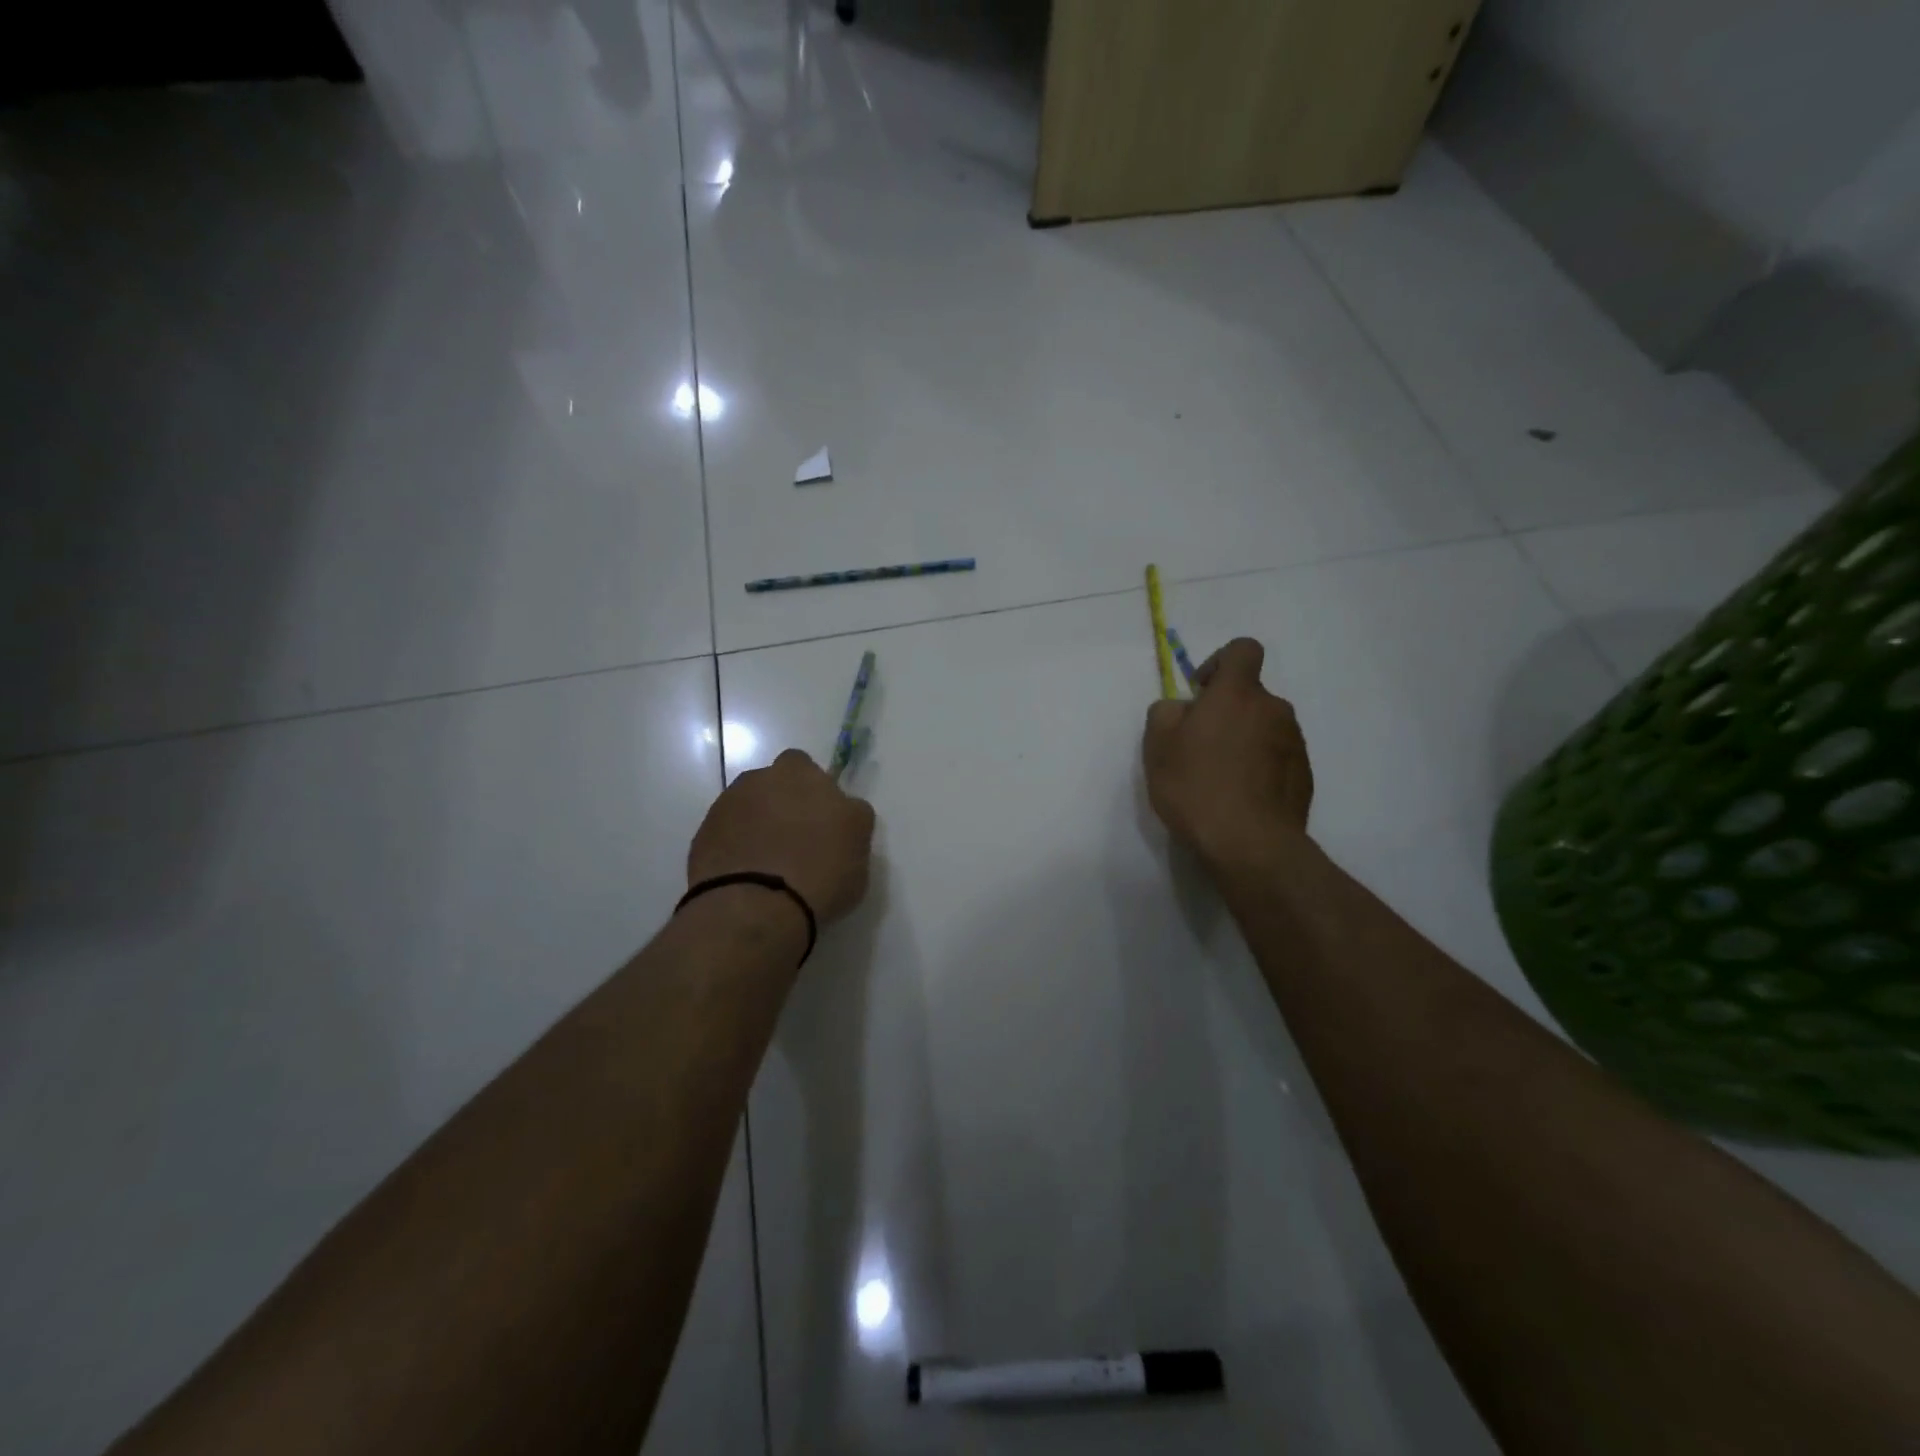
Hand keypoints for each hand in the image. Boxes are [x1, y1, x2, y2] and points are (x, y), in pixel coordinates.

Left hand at [688, 749, 876, 924]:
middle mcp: (767, 779)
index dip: (819, 797)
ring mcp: (731, 802)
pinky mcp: (704, 831)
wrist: (754, 906)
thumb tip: (839, 821)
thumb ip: (849, 827)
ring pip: (749, 803)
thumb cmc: (820, 877)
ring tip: (767, 861)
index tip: (824, 826)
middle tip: (795, 838)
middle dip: (785, 800)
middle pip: (777, 781)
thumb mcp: (859, 856)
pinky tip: (745, 873)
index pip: (815, 773)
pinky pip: (727, 830)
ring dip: (757, 820)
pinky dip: (735, 844)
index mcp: (807, 776)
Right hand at [1142, 637, 1313, 866]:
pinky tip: (1240, 797)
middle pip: (1250, 695)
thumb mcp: (1157, 746)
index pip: (1243, 650)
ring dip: (1244, 740)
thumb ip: (1166, 712)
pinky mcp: (1304, 774)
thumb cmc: (1196, 786)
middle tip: (1200, 748)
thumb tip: (1182, 709)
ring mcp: (1294, 742)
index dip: (1220, 663)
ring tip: (1220, 778)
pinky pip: (1277, 757)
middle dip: (1227, 712)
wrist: (1249, 843)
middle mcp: (1273, 709)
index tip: (1201, 694)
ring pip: (1264, 727)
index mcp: (1237, 694)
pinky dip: (1260, 767)